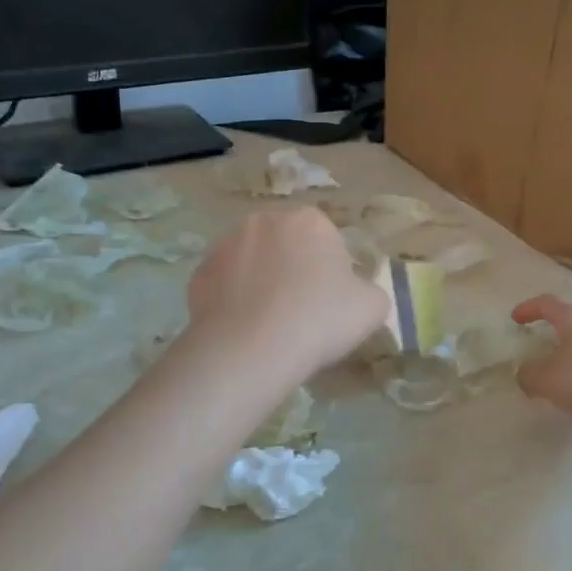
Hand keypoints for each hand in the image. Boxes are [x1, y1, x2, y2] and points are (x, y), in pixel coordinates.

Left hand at [187, 206, 387, 376]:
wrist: (251, 350)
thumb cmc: (319, 320)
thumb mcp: (372, 308)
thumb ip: (370, 291)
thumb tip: (357, 293)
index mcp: (309, 220)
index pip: (326, 238)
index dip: (331, 270)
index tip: (331, 301)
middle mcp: (264, 220)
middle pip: (285, 244)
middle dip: (292, 269)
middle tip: (302, 311)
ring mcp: (225, 245)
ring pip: (252, 261)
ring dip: (261, 282)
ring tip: (270, 324)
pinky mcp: (198, 274)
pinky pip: (224, 285)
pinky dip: (233, 301)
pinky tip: (244, 330)